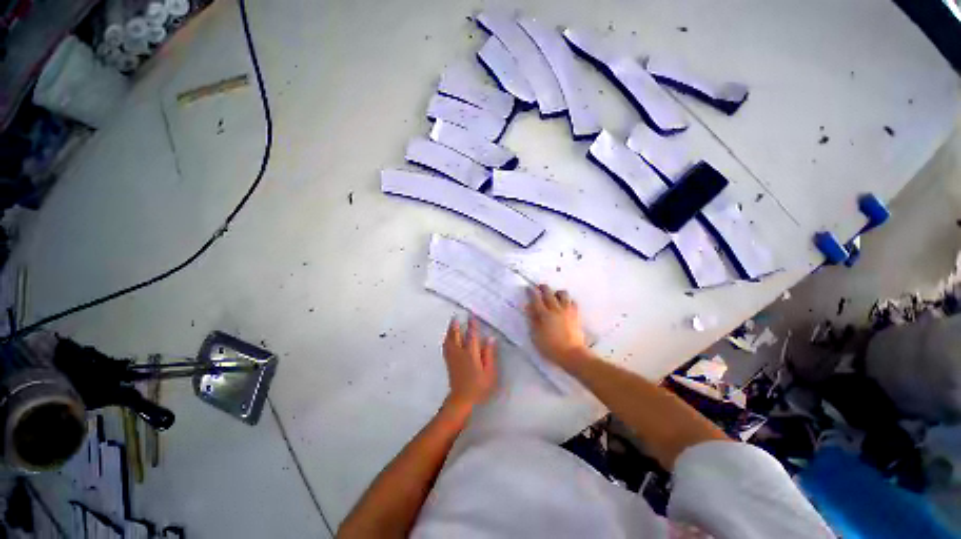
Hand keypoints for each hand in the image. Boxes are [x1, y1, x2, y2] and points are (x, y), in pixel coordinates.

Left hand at [442, 316, 496, 410]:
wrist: (462, 400)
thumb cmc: (479, 387)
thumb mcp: (490, 372)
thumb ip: (489, 354)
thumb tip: (490, 338)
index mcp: (471, 354)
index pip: (471, 335)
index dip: (472, 325)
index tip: (471, 315)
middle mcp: (459, 353)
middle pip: (455, 336)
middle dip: (455, 325)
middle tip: (456, 316)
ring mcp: (452, 358)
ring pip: (449, 340)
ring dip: (450, 331)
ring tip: (452, 324)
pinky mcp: (449, 363)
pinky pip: (446, 347)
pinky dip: (447, 339)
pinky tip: (448, 338)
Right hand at [525, 284, 588, 366]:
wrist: (572, 354)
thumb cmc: (550, 347)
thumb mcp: (536, 336)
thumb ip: (532, 320)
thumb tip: (529, 307)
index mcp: (544, 314)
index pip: (536, 299)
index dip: (531, 292)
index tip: (528, 288)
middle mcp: (556, 309)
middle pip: (549, 293)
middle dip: (544, 288)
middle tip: (540, 286)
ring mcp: (567, 311)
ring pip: (563, 294)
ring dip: (557, 292)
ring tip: (555, 294)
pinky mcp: (576, 315)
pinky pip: (573, 302)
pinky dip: (568, 300)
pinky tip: (566, 304)